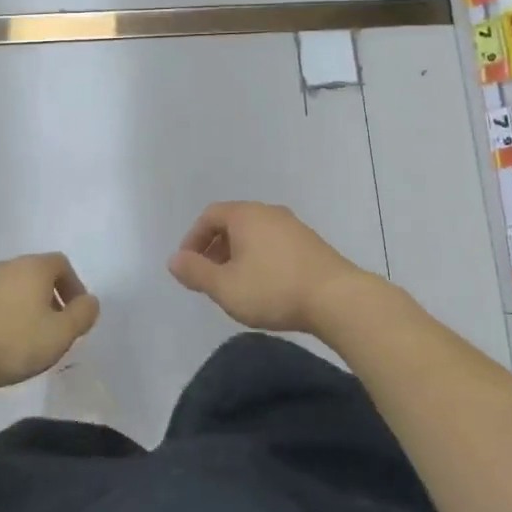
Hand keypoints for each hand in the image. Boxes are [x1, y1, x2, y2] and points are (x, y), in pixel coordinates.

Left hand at [0, 253, 99, 391]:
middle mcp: (5, 267)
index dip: (73, 287)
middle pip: (35, 274)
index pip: (61, 264)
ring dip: (22, 308)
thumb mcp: (60, 335)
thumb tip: (90, 301)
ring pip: (10, 289)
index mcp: (33, 267)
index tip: (75, 314)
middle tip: (53, 328)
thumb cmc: (12, 342)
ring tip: (25, 340)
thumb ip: (82, 315)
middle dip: (48, 298)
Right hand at [167, 202, 366, 333]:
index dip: (193, 238)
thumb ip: (196, 272)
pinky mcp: (310, 244)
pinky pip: (274, 244)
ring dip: (238, 255)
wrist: (336, 298)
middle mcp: (269, 212)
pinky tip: (264, 286)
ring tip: (234, 285)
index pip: (210, 215)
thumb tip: (174, 260)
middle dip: (215, 248)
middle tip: (208, 277)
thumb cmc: (273, 289)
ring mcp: (293, 226)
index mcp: (246, 215)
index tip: (188, 266)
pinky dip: (260, 259)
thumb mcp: (226, 287)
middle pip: (233, 222)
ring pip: (255, 234)